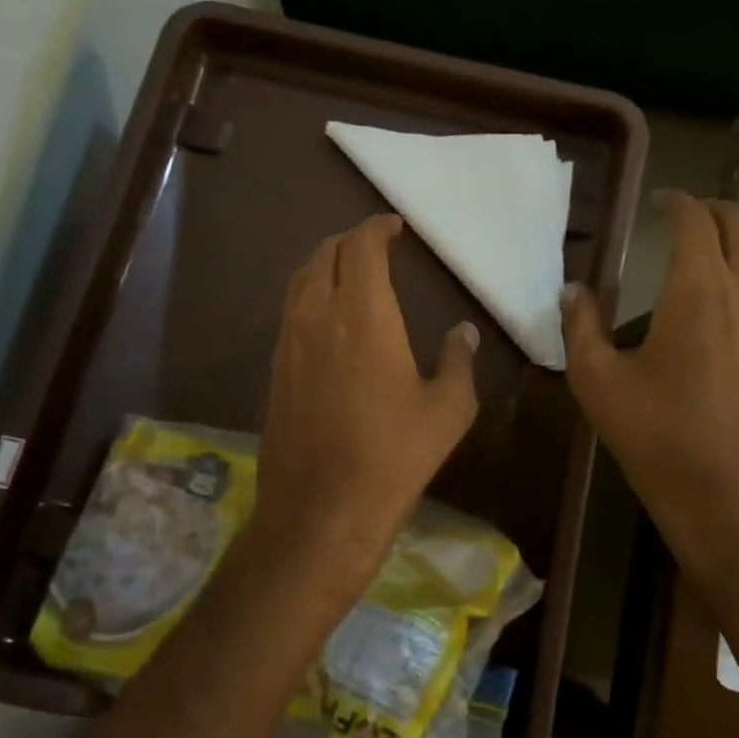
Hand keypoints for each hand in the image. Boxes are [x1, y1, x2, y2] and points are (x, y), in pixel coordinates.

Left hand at [246, 214, 479, 616]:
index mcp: (364, 315)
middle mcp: (318, 316)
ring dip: (325, 264)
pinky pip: (291, 312)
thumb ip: (457, 360)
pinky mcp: (276, 369)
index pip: (361, 247)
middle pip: (324, 254)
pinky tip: (329, 319)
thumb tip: (462, 332)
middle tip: (376, 247)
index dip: (376, 228)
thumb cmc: (394, 456)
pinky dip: (310, 296)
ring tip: (351, 274)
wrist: (322, 510)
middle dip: (350, 241)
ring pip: (301, 280)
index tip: (395, 228)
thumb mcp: (448, 410)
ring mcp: (289, 342)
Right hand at [562, 192, 738, 622]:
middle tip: (686, 214)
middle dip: (714, 209)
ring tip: (718, 239)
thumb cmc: (660, 439)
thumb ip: (581, 328)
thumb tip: (573, 291)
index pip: (694, 221)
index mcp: (698, 289)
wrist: (734, 499)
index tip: (658, 201)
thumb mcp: (598, 384)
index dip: (676, 203)